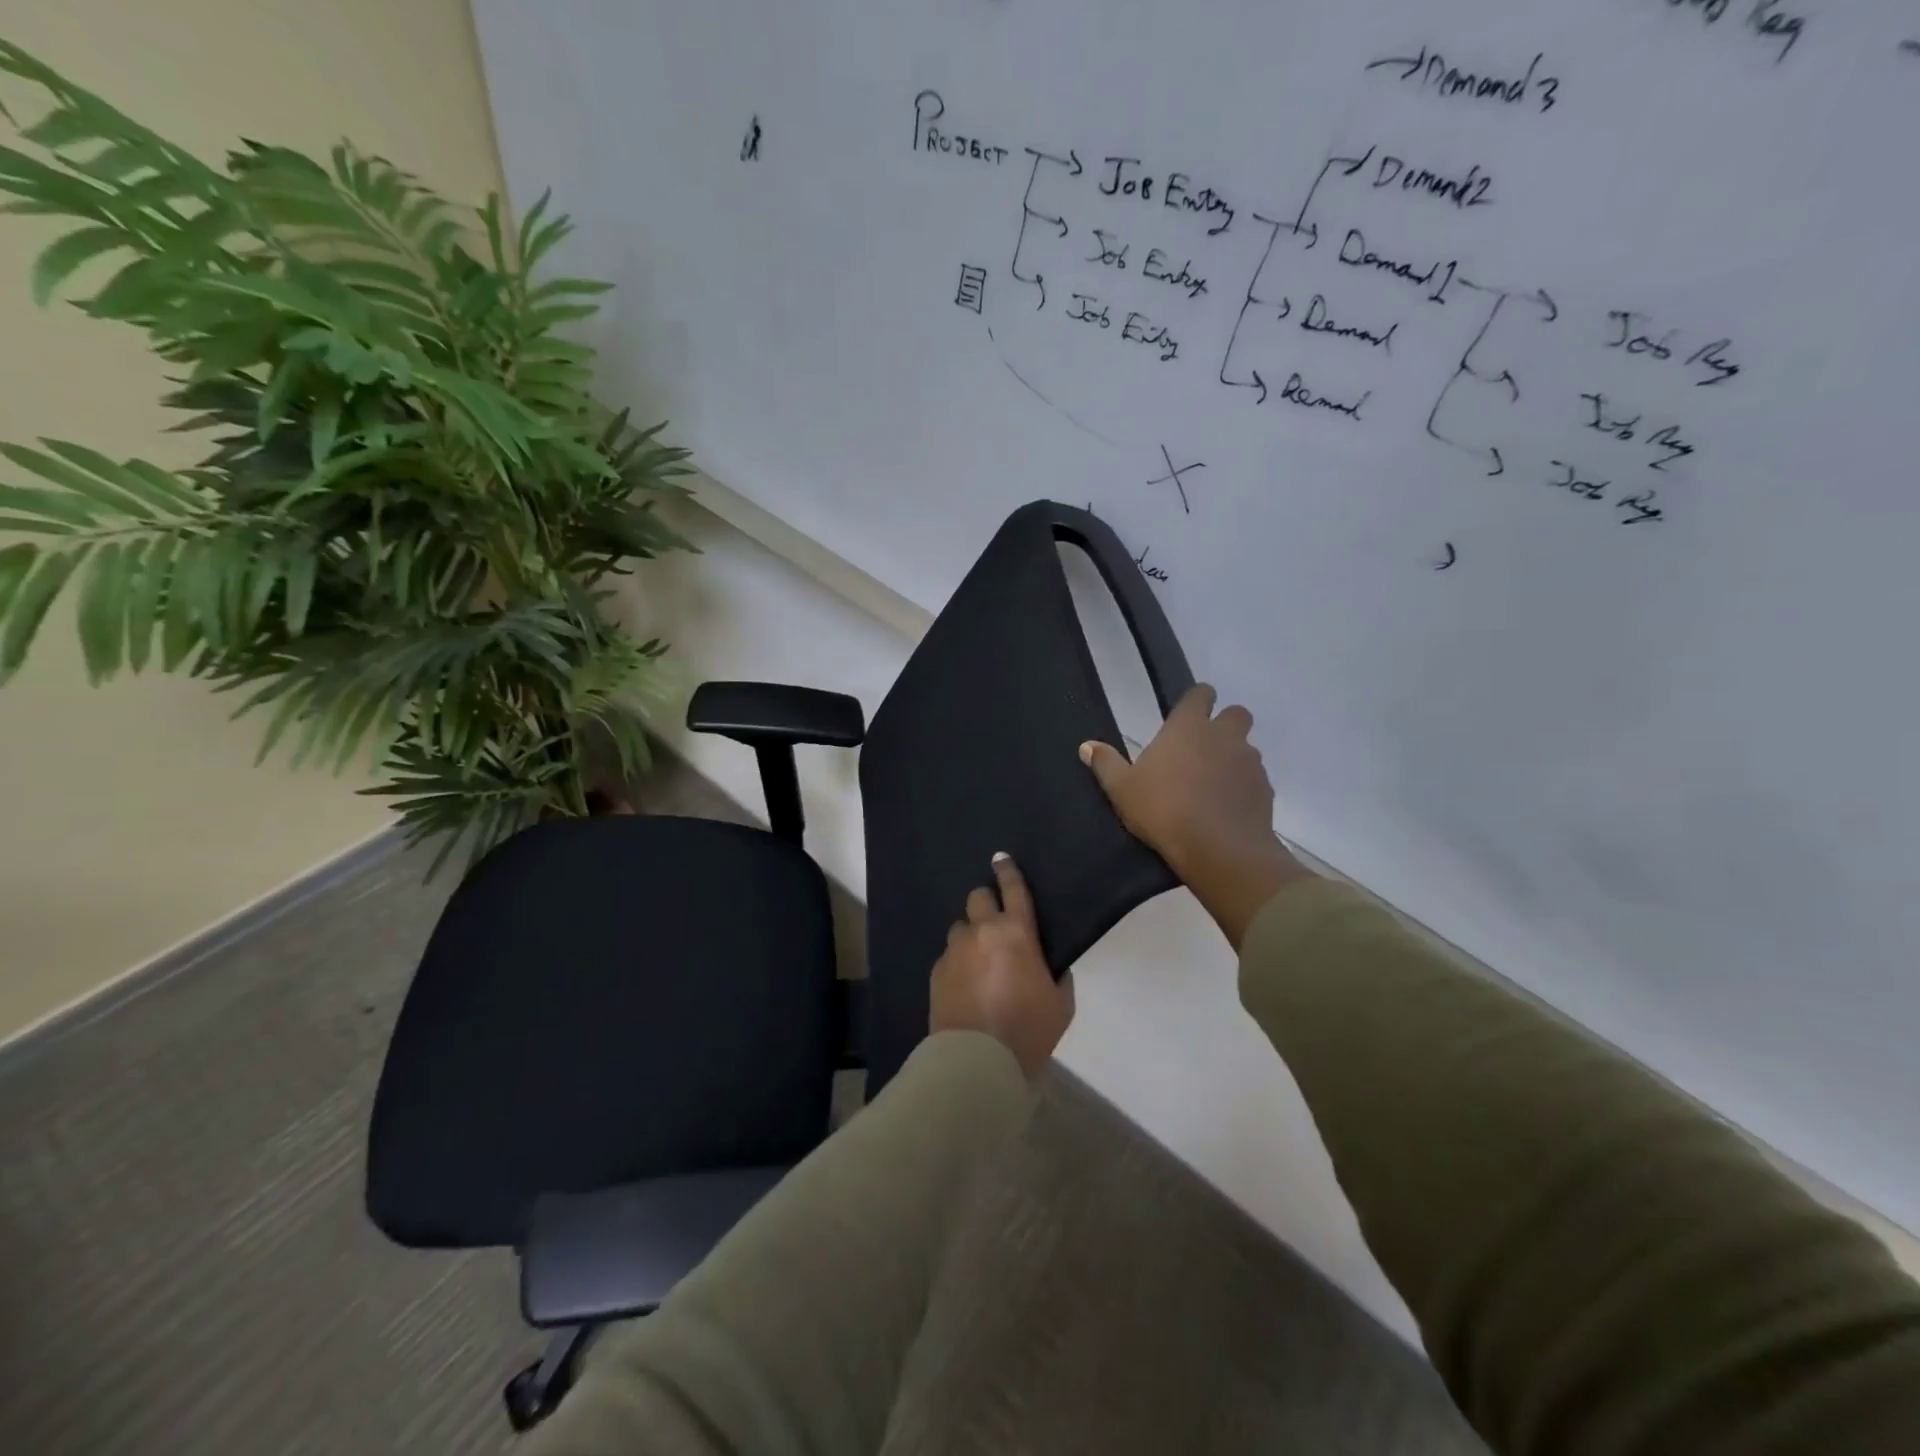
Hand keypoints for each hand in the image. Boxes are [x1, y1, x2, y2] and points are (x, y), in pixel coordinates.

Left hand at [929, 853, 1073, 1080]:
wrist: (978, 1060)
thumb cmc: (1027, 1029)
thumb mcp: (1060, 1003)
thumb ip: (1056, 975)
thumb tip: (1048, 965)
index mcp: (1016, 932)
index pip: (1012, 889)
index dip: (1008, 870)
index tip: (1001, 858)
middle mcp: (982, 932)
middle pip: (977, 898)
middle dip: (986, 903)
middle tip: (996, 922)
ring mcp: (955, 951)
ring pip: (960, 927)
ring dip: (971, 935)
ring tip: (979, 960)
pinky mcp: (936, 971)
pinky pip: (949, 955)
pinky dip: (959, 961)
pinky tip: (966, 983)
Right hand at [1081, 684, 1309, 948]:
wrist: (1219, 850)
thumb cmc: (1163, 810)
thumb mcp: (1122, 790)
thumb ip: (1106, 764)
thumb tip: (1087, 746)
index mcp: (1188, 727)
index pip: (1201, 693)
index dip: (1196, 700)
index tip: (1186, 714)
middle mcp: (1224, 736)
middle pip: (1236, 713)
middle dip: (1224, 724)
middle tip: (1203, 749)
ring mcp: (1249, 762)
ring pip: (1247, 748)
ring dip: (1233, 758)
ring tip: (1212, 785)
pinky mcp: (1265, 790)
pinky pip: (1255, 779)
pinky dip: (1243, 788)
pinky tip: (1226, 809)